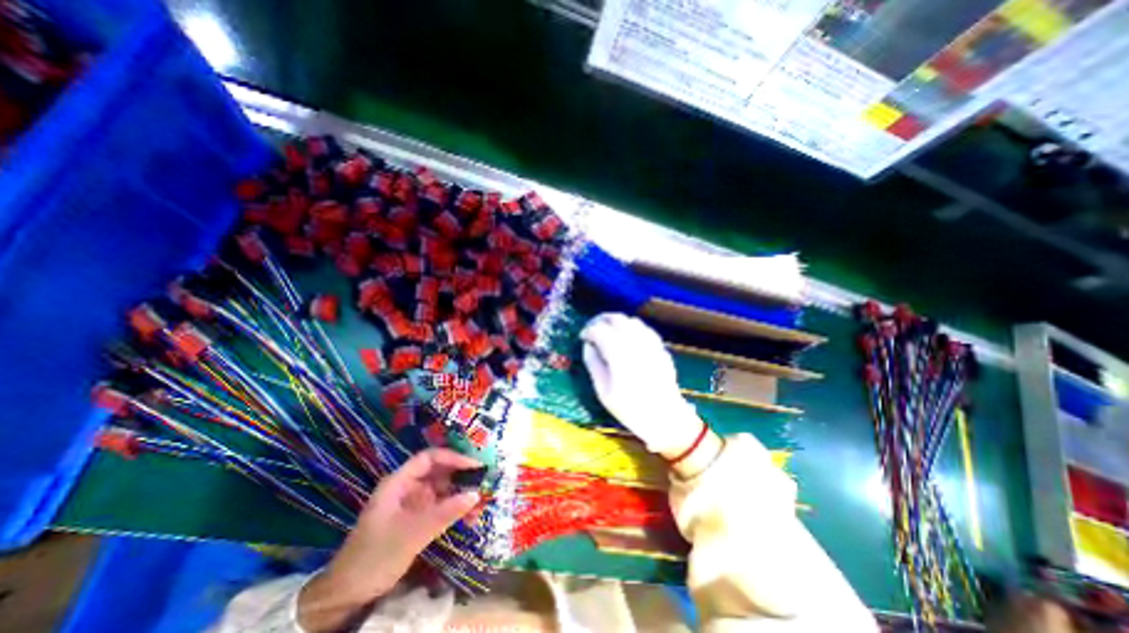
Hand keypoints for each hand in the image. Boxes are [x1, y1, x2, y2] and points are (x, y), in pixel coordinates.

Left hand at [298, 447, 476, 629]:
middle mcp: (408, 487)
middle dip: (462, 476)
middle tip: (484, 482)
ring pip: (443, 490)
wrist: (347, 595)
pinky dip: (456, 510)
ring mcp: (413, 503)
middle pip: (439, 472)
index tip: (475, 465)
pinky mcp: (418, 518)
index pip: (429, 459)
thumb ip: (445, 513)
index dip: (453, 457)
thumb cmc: (375, 555)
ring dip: (462, 495)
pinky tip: (470, 518)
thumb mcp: (412, 533)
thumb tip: (477, 494)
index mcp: (399, 482)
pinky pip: (442, 507)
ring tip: (481, 505)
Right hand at [588, 314, 702, 455]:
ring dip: (617, 322)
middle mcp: (636, 344)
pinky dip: (633, 327)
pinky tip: (628, 337)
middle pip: (617, 319)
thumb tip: (587, 345)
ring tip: (609, 332)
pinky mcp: (661, 347)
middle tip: (593, 328)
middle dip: (601, 320)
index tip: (582, 337)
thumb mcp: (603, 391)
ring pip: (632, 320)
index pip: (600, 330)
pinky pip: (645, 329)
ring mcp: (651, 344)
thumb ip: (593, 364)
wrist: (665, 418)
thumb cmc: (630, 409)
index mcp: (619, 356)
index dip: (588, 330)